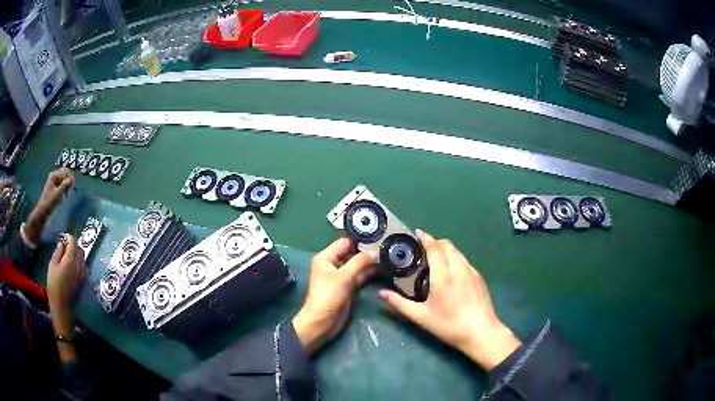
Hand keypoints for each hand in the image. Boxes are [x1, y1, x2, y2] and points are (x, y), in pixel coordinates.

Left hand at [35, 168, 73, 217]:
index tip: (73, 186)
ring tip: (68, 192)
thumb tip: (71, 179)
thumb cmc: (50, 201)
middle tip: (71, 189)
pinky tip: (64, 193)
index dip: (70, 177)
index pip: (65, 171)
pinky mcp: (53, 187)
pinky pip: (60, 184)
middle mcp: (54, 175)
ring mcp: (53, 181)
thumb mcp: (58, 193)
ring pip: (63, 179)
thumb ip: (65, 184)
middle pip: (64, 174)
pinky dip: (63, 188)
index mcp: (54, 175)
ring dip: (66, 185)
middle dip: (68, 180)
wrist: (43, 210)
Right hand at [47, 235, 86, 313]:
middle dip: (73, 245)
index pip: (73, 242)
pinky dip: (79, 263)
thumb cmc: (54, 285)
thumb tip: (62, 243)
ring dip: (77, 254)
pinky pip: (84, 267)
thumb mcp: (52, 265)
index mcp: (71, 260)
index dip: (69, 237)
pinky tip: (72, 266)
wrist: (62, 306)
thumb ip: (58, 252)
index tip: (63, 237)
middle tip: (65, 246)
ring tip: (68, 256)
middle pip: (79, 249)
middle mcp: (79, 265)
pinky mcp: (83, 281)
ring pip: (83, 258)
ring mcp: (83, 274)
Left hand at [292, 238, 376, 353]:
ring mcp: (341, 276)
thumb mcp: (344, 276)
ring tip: (389, 254)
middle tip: (387, 244)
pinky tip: (383, 268)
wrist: (322, 321)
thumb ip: (360, 262)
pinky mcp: (348, 286)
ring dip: (370, 262)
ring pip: (357, 265)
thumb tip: (376, 251)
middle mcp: (333, 264)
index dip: (360, 238)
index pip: (344, 242)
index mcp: (326, 257)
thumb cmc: (328, 295)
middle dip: (367, 250)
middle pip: (352, 253)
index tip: (378, 233)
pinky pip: (360, 276)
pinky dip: (369, 272)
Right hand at [379, 230, 520, 370]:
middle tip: (422, 250)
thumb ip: (400, 304)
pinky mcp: (480, 278)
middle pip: (447, 245)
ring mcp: (472, 272)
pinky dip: (455, 258)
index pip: (435, 247)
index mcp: (443, 276)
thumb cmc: (449, 326)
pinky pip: (464, 261)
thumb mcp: (421, 317)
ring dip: (445, 250)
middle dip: (434, 242)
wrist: (482, 333)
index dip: (425, 238)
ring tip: (435, 260)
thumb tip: (381, 293)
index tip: (416, 233)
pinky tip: (450, 273)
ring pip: (457, 252)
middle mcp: (459, 268)